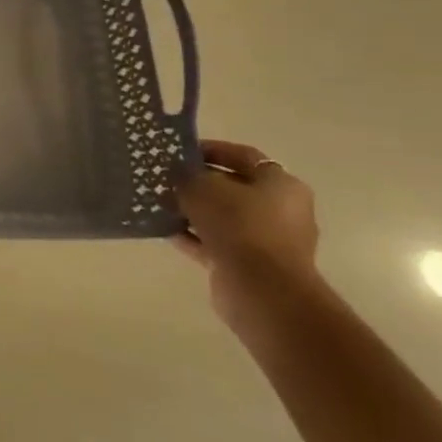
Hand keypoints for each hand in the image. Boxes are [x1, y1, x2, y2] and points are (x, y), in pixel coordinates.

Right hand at [173, 140, 322, 332]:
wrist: (262, 291)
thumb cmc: (239, 226)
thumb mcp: (203, 187)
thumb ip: (187, 175)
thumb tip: (178, 175)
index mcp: (281, 184)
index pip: (243, 156)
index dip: (210, 150)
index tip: (179, 152)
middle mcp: (281, 211)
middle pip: (233, 188)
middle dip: (199, 183)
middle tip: (166, 178)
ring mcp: (267, 241)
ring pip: (223, 218)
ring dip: (193, 211)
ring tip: (160, 203)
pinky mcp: (251, 266)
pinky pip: (216, 243)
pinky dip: (193, 237)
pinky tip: (165, 230)